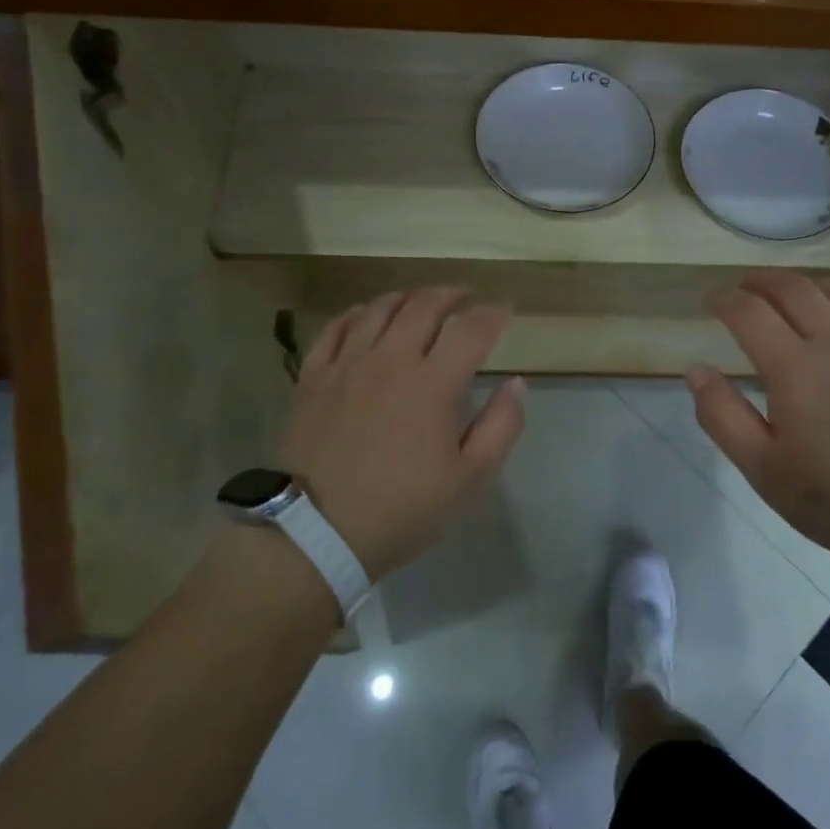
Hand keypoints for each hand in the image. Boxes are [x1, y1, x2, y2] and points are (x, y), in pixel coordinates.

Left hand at [280, 287, 525, 579]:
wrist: (317, 533)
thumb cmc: (402, 509)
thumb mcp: (469, 479)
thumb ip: (501, 426)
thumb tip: (516, 383)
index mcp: (432, 384)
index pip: (471, 329)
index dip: (493, 314)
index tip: (504, 311)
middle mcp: (390, 361)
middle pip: (423, 306)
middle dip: (451, 295)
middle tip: (465, 298)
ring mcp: (346, 365)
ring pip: (379, 309)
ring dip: (407, 297)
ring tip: (421, 301)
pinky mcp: (313, 377)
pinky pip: (335, 328)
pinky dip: (357, 313)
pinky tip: (367, 315)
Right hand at [687, 270, 829, 583]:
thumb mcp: (764, 471)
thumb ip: (723, 417)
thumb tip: (696, 371)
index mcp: (793, 368)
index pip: (749, 312)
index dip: (725, 298)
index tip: (711, 300)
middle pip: (793, 288)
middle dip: (761, 280)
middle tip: (744, 288)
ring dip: (807, 285)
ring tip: (792, 296)